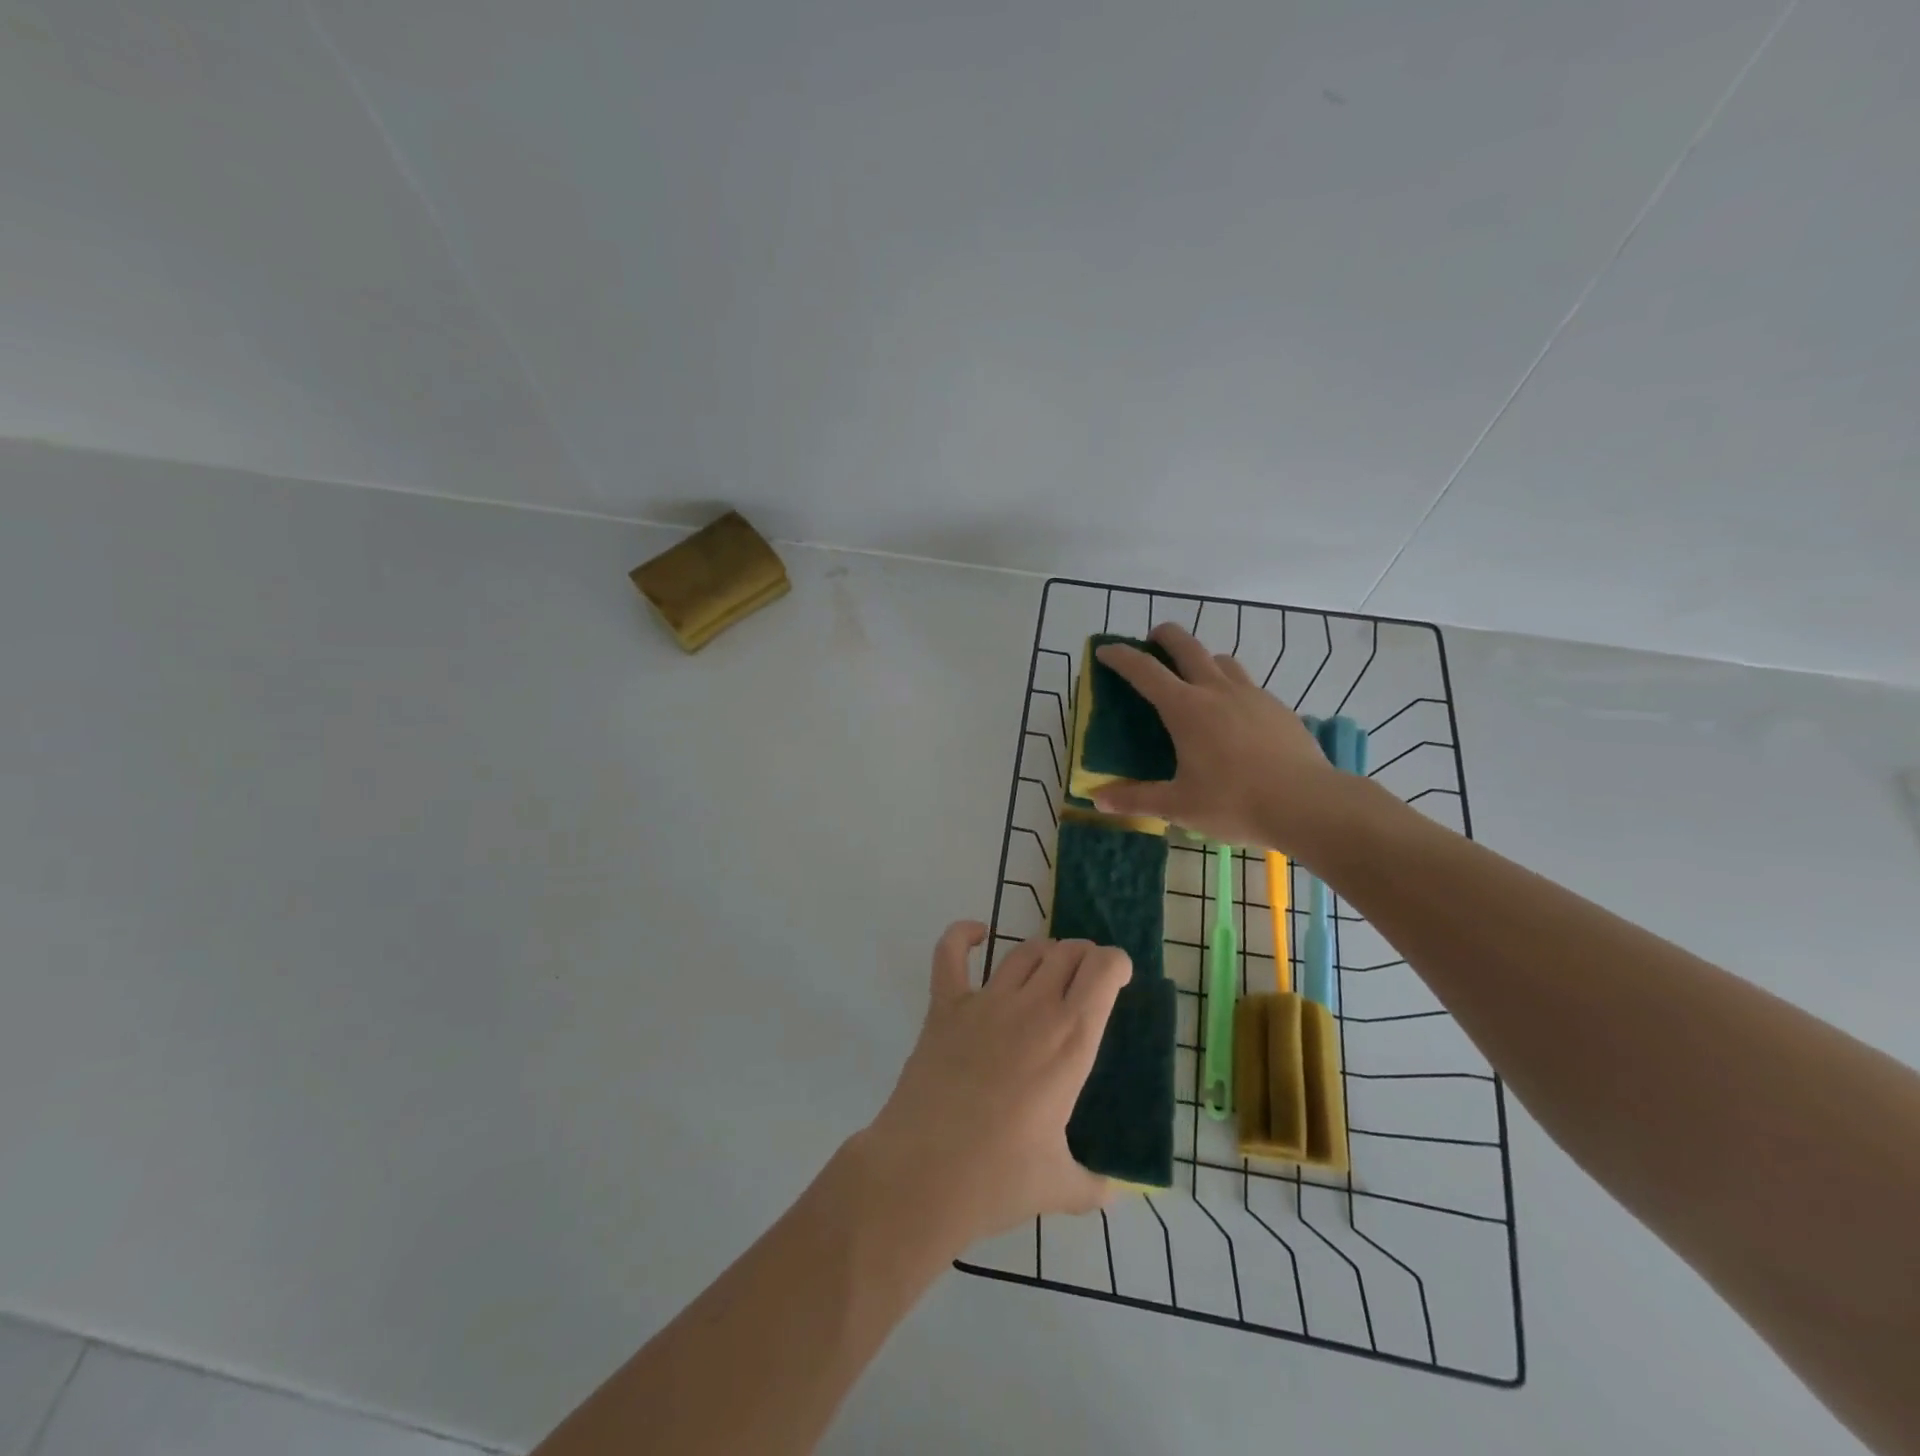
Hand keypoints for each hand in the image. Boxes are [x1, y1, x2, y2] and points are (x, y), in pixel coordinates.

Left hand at [857, 922, 1131, 1250]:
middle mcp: (1033, 1008)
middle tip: (1084, 979)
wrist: (922, 1175)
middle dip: (1083, 956)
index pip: (1103, 971)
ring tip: (1048, 968)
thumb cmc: (998, 1179)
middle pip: (1066, 952)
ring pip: (1023, 951)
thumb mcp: (1060, 1187)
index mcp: (1071, 1041)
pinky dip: (962, 936)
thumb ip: (1094, 1185)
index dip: (1115, 962)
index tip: (1117, 976)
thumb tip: (1115, 1191)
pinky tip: (976, 934)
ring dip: (1043, 951)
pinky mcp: (944, 1007)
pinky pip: (950, 954)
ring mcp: (985, 1002)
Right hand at [1091, 622, 1349, 856]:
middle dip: (1165, 636)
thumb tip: (1098, 800)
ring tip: (1195, 678)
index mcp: (1186, 709)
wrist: (1309, 805)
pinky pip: (1247, 685)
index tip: (1105, 650)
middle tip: (1152, 640)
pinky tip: (1233, 716)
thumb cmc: (1235, 803)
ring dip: (1202, 659)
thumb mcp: (1179, 806)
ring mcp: (1252, 696)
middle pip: (1187, 646)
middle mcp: (1217, 691)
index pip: (1145, 671)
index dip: (1121, 657)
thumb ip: (1136, 799)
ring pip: (1222, 660)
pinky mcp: (1278, 708)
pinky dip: (1230, 687)